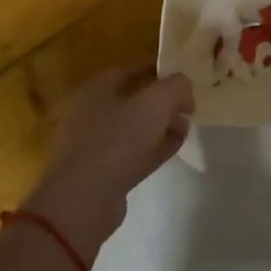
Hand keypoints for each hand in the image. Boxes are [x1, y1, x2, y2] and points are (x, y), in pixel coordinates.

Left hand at [25, 66, 192, 253]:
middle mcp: (91, 112)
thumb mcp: (155, 102)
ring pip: (134, 128)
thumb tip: (185, 92)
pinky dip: (153, 148)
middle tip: (188, 106)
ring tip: (186, 127)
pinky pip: (133, 153)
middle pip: (133, 99)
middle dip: (163, 101)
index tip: (184, 78)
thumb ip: (176, 87)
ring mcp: (94, 144)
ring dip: (161, 126)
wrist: (82, 201)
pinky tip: (174, 147)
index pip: (131, 70)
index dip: (159, 71)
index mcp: (96, 88)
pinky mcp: (101, 173)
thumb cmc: (117, 140)